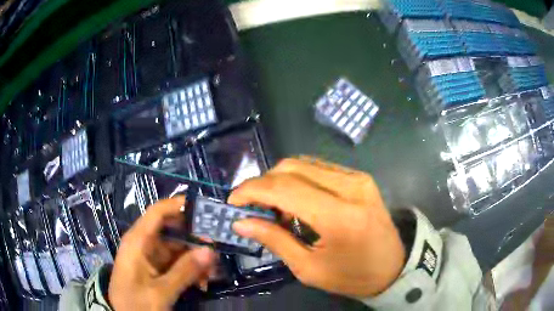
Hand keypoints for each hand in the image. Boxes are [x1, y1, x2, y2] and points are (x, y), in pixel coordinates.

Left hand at [109, 196, 215, 309]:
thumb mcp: (160, 292)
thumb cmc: (135, 303)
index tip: (204, 208)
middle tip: (217, 251)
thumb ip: (184, 271)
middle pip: (172, 231)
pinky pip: (176, 263)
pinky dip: (190, 270)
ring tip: (212, 274)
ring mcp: (150, 257)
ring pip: (177, 249)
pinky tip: (202, 282)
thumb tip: (210, 250)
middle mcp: (143, 244)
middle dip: (194, 240)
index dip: (178, 205)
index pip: (157, 213)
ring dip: (195, 259)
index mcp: (137, 241)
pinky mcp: (155, 269)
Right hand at [229, 157, 404, 297]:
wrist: (393, 266)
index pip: (284, 188)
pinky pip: (318, 168)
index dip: (252, 190)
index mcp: (340, 216)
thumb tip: (241, 221)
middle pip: (291, 168)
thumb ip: (275, 240)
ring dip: (279, 180)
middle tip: (251, 207)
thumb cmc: (352, 276)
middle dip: (262, 183)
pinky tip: (295, 201)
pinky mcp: (359, 177)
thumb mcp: (309, 269)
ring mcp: (357, 178)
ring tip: (273, 207)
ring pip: (303, 163)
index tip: (232, 201)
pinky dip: (298, 180)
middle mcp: (350, 186)